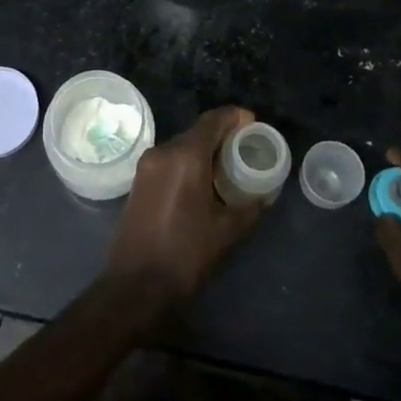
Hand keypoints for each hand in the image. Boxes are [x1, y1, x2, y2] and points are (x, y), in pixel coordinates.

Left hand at [106, 106, 262, 303]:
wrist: (136, 284)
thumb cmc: (185, 254)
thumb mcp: (226, 231)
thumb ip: (249, 207)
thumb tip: (265, 194)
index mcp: (185, 156)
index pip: (212, 121)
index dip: (234, 117)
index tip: (252, 122)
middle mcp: (163, 152)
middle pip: (196, 131)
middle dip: (221, 135)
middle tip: (244, 147)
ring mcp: (146, 165)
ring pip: (181, 146)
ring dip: (203, 149)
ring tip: (226, 165)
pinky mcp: (138, 180)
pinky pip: (168, 160)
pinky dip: (187, 162)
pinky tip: (202, 180)